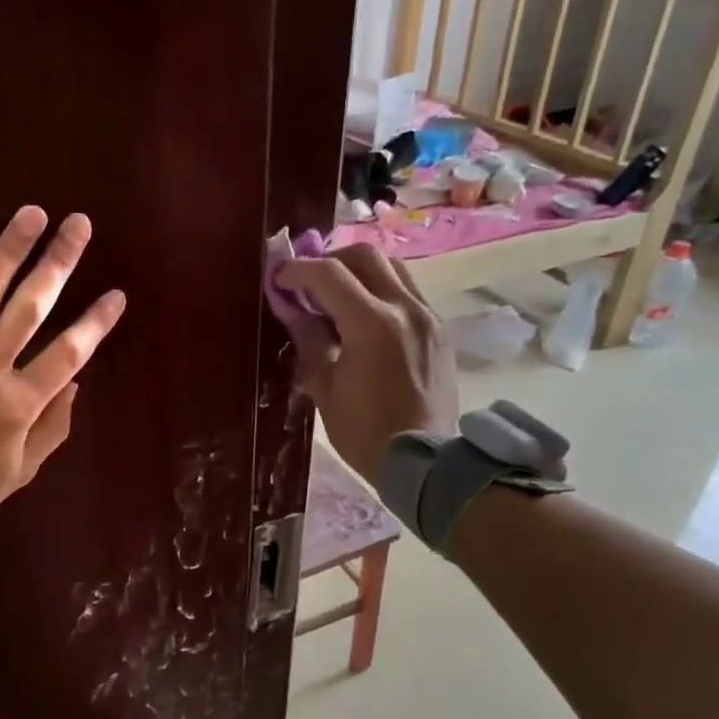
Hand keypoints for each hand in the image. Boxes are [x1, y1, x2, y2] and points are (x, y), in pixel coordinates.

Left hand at [0, 206, 126, 540]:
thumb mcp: (19, 472)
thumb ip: (52, 427)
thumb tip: (75, 383)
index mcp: (18, 404)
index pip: (68, 352)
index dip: (96, 321)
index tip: (116, 294)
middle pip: (29, 307)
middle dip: (58, 262)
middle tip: (78, 224)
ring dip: (9, 251)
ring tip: (31, 214)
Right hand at [273, 243, 456, 480]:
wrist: (423, 462)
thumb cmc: (364, 432)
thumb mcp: (325, 387)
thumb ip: (309, 338)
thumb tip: (292, 307)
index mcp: (373, 324)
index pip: (329, 274)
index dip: (298, 270)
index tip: (279, 278)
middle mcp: (405, 308)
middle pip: (365, 256)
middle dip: (331, 260)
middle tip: (309, 283)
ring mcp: (428, 316)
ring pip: (393, 267)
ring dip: (360, 271)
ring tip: (338, 295)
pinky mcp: (439, 329)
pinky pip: (408, 291)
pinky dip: (381, 290)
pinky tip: (365, 317)